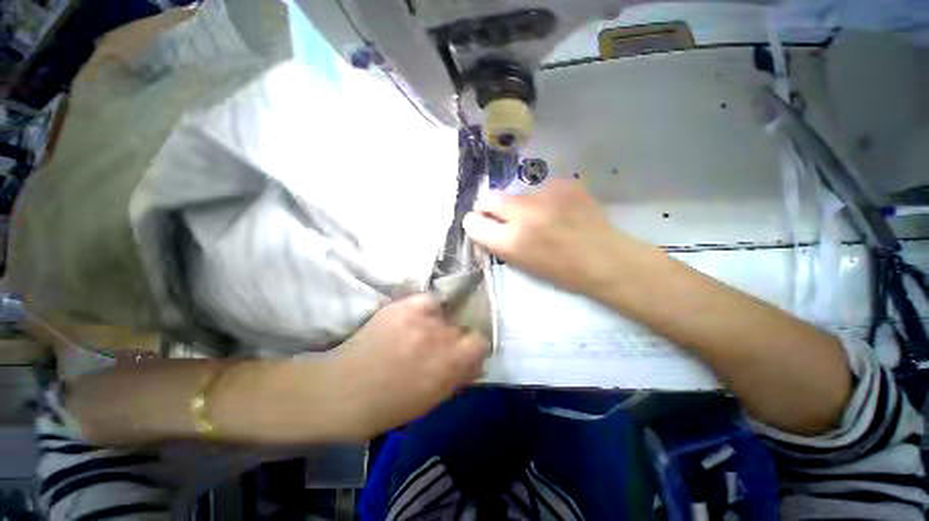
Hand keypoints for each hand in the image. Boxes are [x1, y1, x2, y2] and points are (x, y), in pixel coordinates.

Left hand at [329, 294, 488, 438]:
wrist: (343, 392)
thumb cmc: (389, 407)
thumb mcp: (433, 400)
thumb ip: (459, 376)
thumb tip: (476, 362)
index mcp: (452, 363)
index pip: (481, 341)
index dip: (473, 347)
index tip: (463, 353)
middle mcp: (441, 336)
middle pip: (461, 326)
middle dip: (454, 337)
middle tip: (435, 347)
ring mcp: (421, 318)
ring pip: (445, 314)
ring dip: (438, 324)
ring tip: (419, 334)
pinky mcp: (404, 306)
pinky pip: (428, 300)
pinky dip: (426, 308)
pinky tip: (414, 320)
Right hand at [463, 179, 635, 294]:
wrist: (605, 259)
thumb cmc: (561, 272)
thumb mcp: (522, 264)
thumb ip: (499, 243)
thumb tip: (484, 226)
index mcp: (510, 242)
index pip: (473, 222)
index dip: (474, 222)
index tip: (479, 223)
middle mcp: (522, 214)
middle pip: (488, 198)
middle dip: (488, 206)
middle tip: (499, 215)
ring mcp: (544, 195)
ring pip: (516, 193)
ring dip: (519, 204)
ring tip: (540, 216)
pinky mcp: (562, 184)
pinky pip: (540, 189)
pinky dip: (543, 199)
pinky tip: (558, 210)